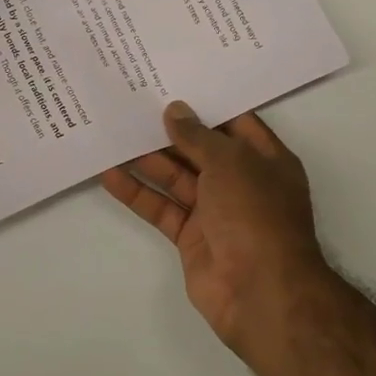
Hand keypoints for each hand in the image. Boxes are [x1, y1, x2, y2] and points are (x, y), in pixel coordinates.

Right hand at [101, 101, 331, 352]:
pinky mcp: (191, 237)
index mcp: (265, 159)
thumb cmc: (255, 214)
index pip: (234, 123)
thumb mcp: (230, 162)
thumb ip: (198, 136)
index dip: (205, 104)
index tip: (171, 84)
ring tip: (113, 134)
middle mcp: (242, 182)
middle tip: (131, 105)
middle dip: (169, 131)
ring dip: (147, 160)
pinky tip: (109, 174)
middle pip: (200, 150)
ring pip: (176, 178)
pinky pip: (162, 208)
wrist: (260, 291)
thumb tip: (174, 111)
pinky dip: (138, 193)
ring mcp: (216, 212)